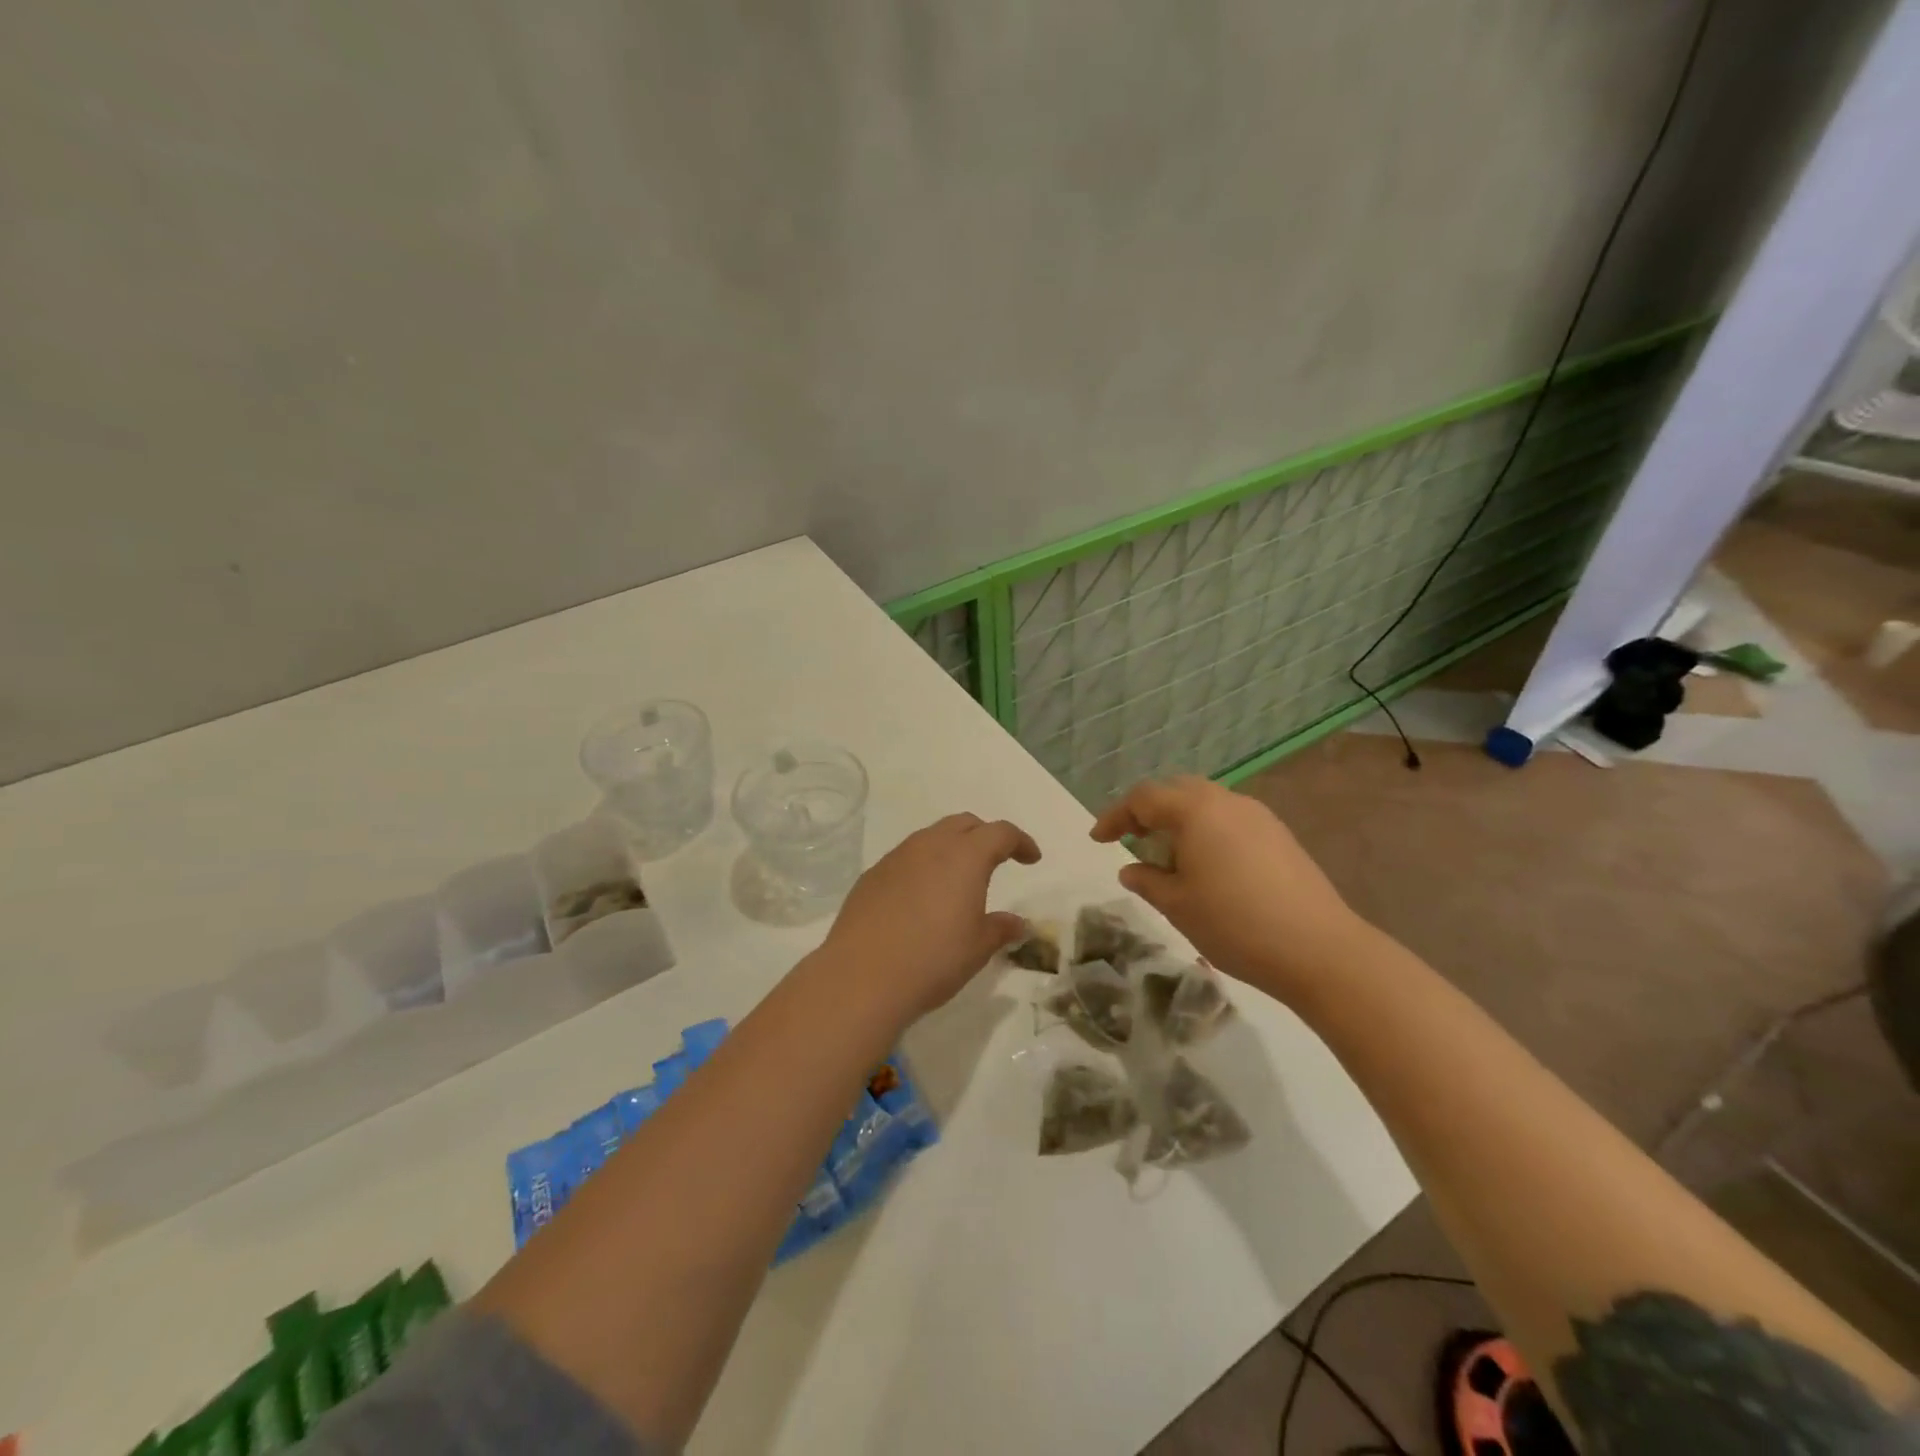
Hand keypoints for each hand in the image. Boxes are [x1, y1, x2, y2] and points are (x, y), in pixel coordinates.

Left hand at [818, 813, 1040, 1019]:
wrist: (862, 977)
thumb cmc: (933, 959)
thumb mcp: (977, 948)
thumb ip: (1000, 929)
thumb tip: (1017, 923)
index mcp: (965, 856)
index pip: (1000, 832)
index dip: (1020, 841)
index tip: (1032, 858)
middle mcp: (930, 846)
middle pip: (964, 824)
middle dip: (985, 836)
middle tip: (997, 859)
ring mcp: (896, 858)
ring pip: (931, 837)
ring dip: (951, 848)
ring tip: (958, 878)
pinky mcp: (871, 876)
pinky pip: (905, 859)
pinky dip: (923, 866)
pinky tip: (921, 897)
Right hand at [1090, 775, 1365, 999]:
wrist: (1320, 950)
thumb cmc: (1235, 924)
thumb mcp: (1177, 906)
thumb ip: (1147, 881)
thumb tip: (1131, 869)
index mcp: (1195, 811)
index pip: (1143, 799)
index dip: (1115, 816)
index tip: (1098, 839)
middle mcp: (1226, 802)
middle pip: (1176, 790)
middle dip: (1148, 811)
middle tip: (1131, 839)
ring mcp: (1258, 816)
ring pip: (1206, 802)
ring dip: (1179, 820)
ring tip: (1168, 856)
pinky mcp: (1279, 835)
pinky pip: (1230, 818)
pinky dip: (1207, 830)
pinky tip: (1207, 865)